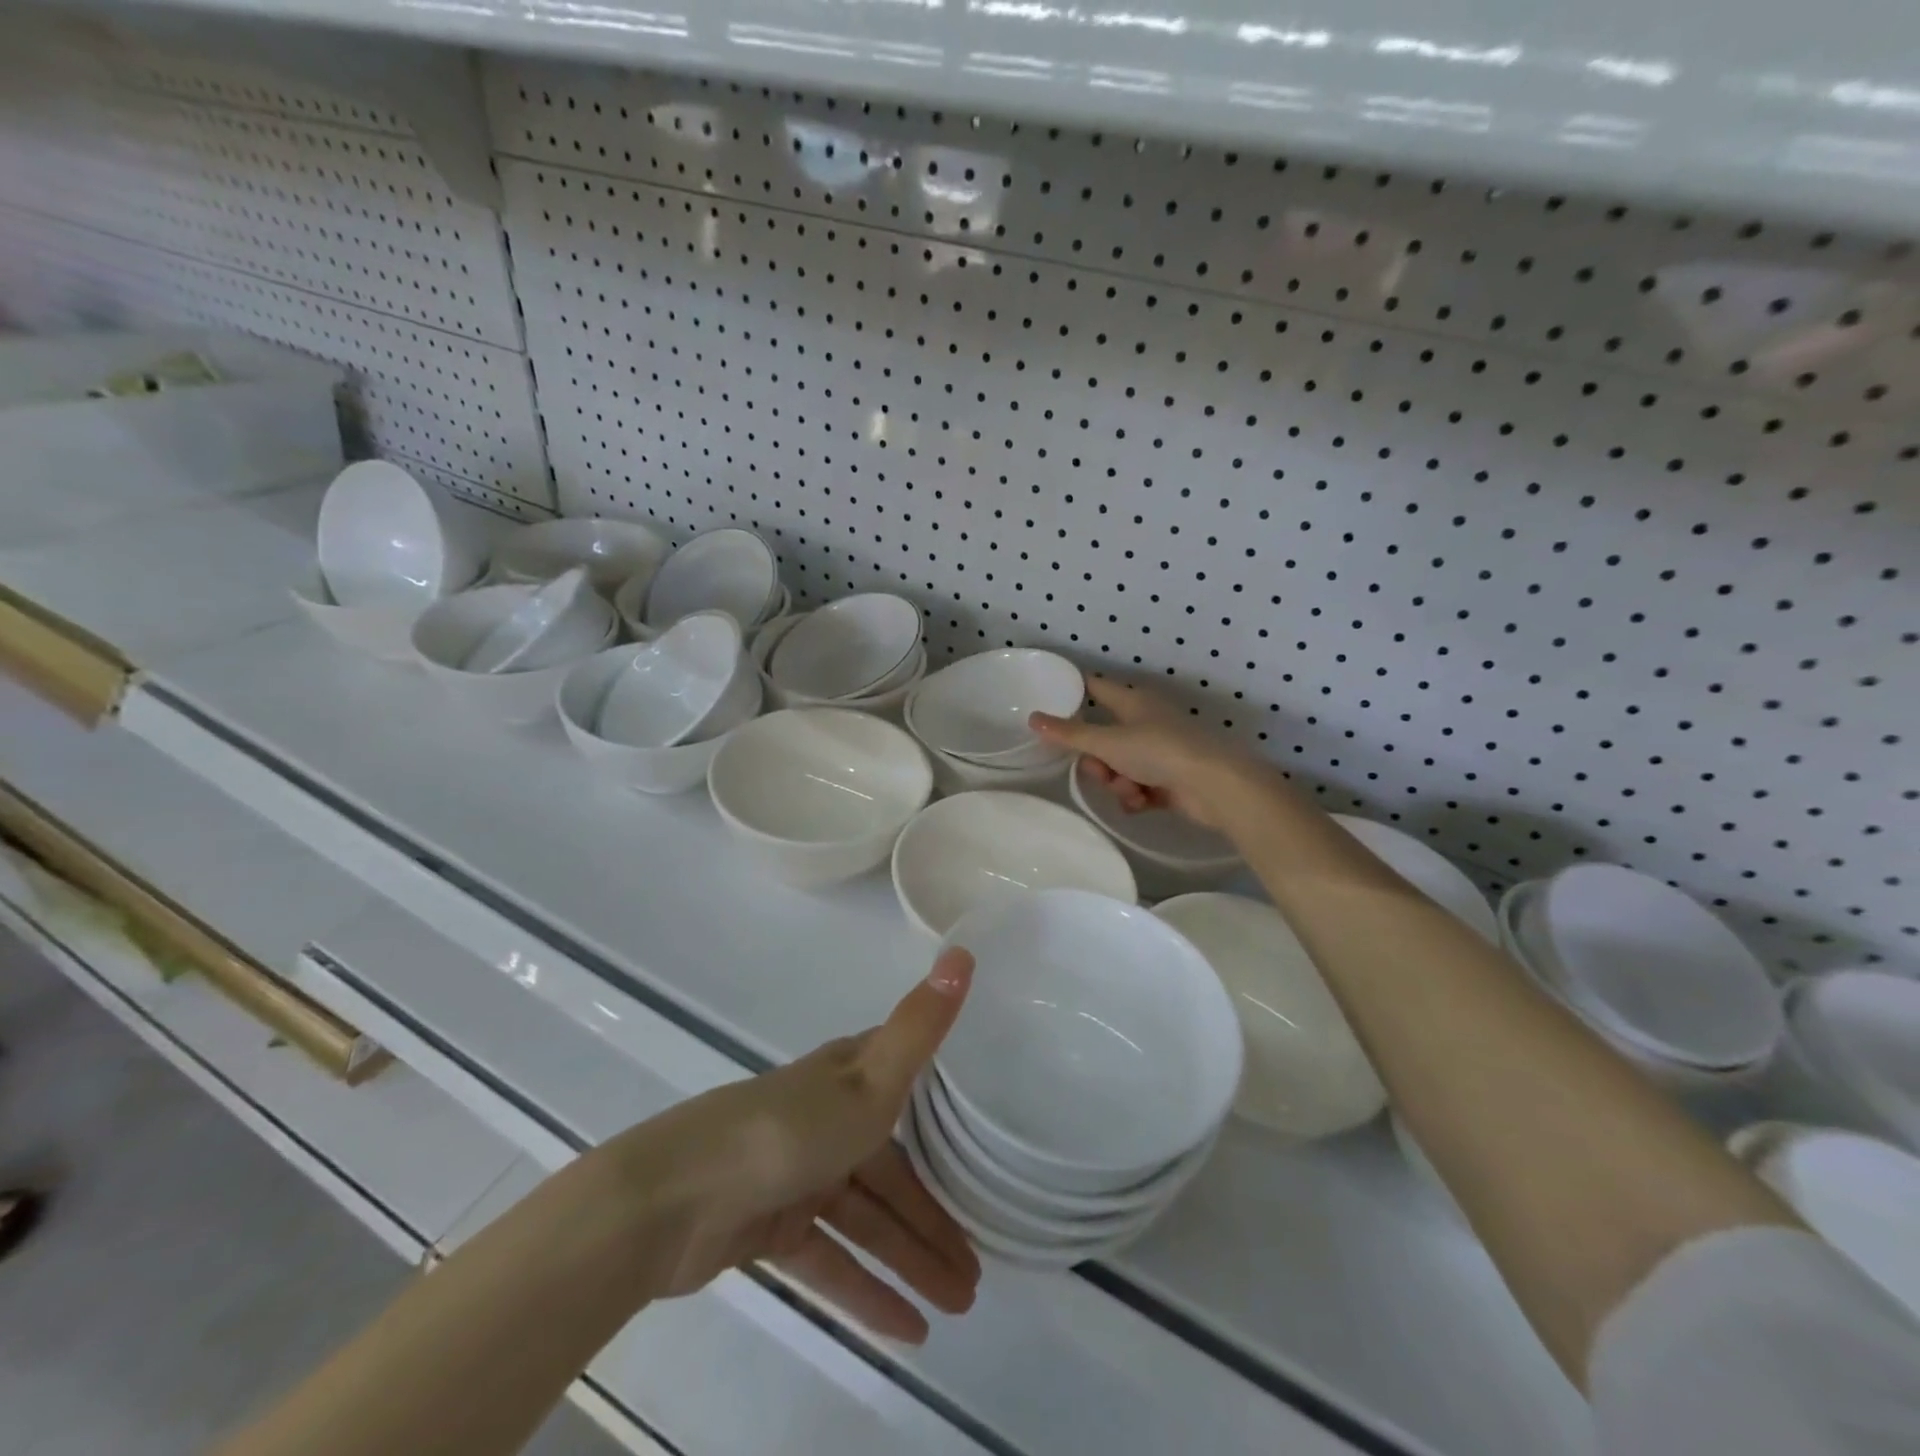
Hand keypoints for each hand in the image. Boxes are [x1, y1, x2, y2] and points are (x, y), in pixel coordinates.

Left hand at [618, 949, 980, 1342]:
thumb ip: (921, 1024)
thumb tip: (963, 950)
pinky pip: (831, 1259)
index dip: (950, 1126)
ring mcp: (799, 1174)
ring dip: (911, 1261)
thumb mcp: (870, 1079)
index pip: (914, 1095)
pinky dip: (867, 1291)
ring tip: (958, 1307)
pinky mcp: (772, 1225)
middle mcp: (828, 1121)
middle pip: (893, 1173)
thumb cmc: (788, 1131)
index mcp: (850, 1078)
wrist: (676, 1198)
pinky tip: (907, 1331)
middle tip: (977, 1273)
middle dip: (935, 1219)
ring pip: (867, 1221)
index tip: (990, 1156)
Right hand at [1029, 677, 1272, 829]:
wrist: (1214, 786)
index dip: (1075, 691)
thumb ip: (1069, 734)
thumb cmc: (1159, 752)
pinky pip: (1137, 787)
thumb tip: (1033, 717)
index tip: (1051, 701)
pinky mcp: (1170, 780)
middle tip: (1100, 770)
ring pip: (1119, 766)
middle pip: (1103, 737)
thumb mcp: (1108, 743)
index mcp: (1133, 702)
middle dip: (1097, 760)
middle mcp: (1146, 722)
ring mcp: (1159, 752)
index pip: (1096, 687)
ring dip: (1117, 782)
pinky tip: (1142, 803)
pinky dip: (1135, 796)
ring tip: (1130, 790)